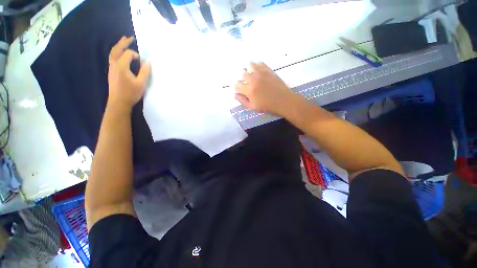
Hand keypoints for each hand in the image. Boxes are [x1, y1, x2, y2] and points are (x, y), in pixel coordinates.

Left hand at [107, 36, 150, 112]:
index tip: (142, 61)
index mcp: (122, 66)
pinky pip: (112, 58)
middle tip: (130, 38)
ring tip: (124, 41)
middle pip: (117, 49)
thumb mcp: (141, 83)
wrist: (119, 102)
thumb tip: (148, 61)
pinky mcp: (111, 71)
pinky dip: (116, 52)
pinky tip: (121, 54)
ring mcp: (111, 68)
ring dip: (119, 46)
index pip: (128, 54)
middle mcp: (114, 64)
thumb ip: (145, 71)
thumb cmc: (131, 93)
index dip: (136, 55)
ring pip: (113, 53)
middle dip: (123, 43)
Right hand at [234, 62, 293, 115]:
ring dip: (248, 69)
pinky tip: (258, 71)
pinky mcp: (268, 70)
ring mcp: (261, 73)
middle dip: (240, 77)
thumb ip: (242, 101)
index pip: (236, 85)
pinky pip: (260, 63)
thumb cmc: (267, 106)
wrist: (283, 100)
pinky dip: (257, 66)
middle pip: (241, 73)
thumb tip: (234, 95)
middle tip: (244, 81)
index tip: (238, 88)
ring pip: (250, 65)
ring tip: (250, 74)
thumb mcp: (253, 107)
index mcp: (249, 90)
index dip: (235, 86)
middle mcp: (253, 79)